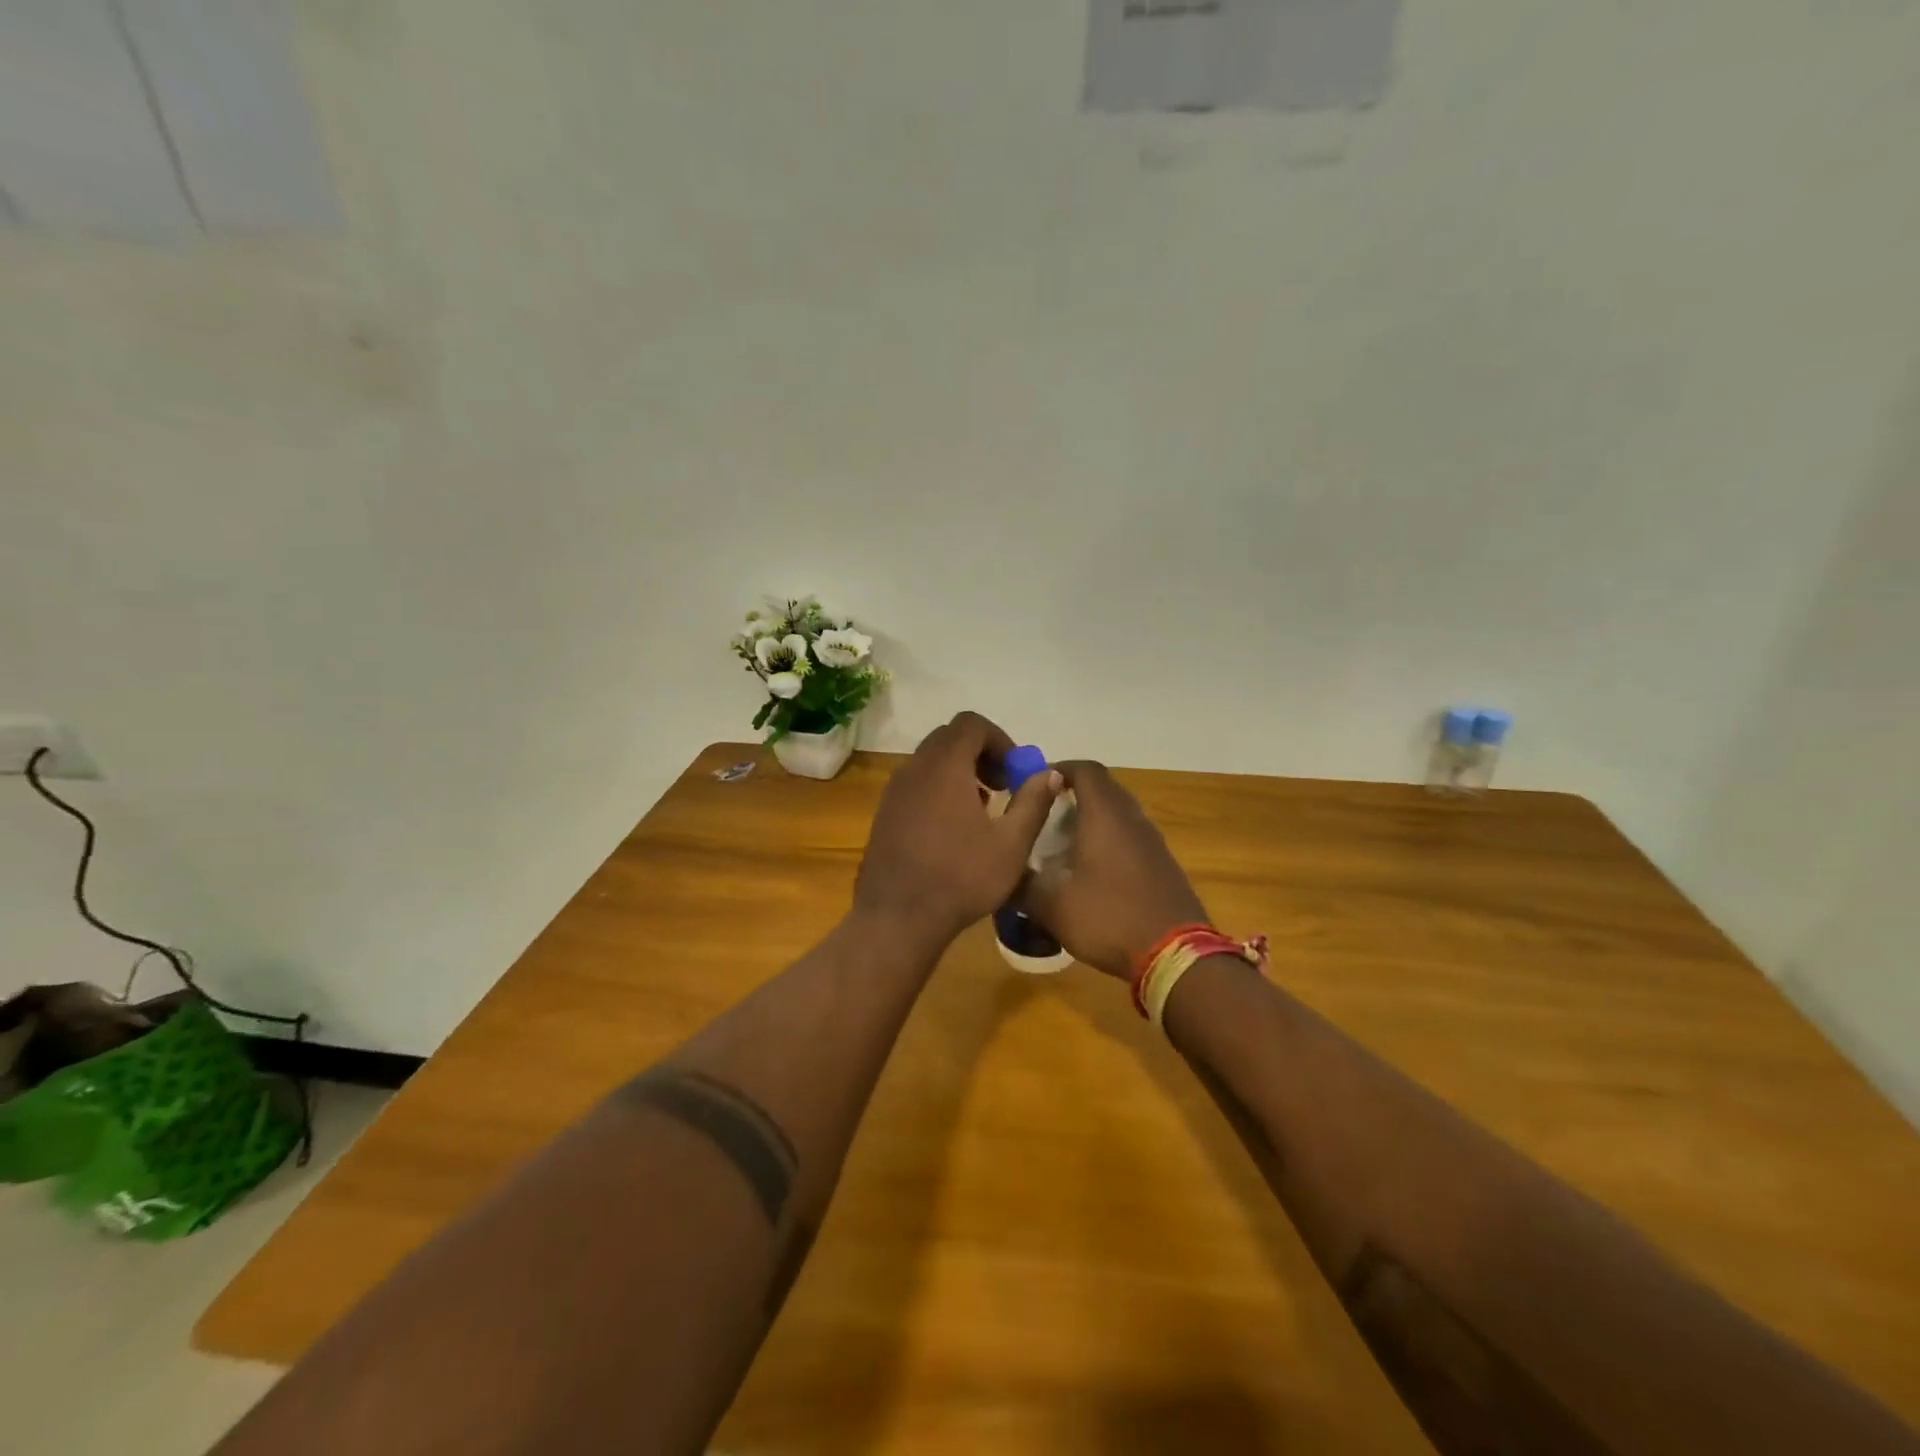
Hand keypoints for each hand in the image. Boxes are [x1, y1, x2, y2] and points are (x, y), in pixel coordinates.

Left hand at [854, 711, 1062, 947]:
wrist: (897, 917)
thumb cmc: (961, 878)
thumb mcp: (1011, 844)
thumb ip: (1033, 802)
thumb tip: (1050, 773)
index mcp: (944, 766)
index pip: (971, 724)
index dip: (999, 739)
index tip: (1015, 772)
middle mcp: (915, 768)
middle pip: (950, 738)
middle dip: (981, 753)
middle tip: (1002, 786)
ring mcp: (894, 790)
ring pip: (931, 761)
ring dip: (960, 771)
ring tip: (982, 809)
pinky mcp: (885, 812)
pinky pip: (916, 783)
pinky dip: (939, 789)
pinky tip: (954, 829)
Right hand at [1022, 760, 1208, 979]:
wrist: (1175, 954)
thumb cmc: (1109, 917)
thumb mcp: (1052, 906)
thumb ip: (1022, 885)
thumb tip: (1002, 876)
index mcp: (1105, 815)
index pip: (1085, 770)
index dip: (1059, 769)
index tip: (1035, 784)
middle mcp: (1132, 819)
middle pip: (1103, 789)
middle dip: (1072, 795)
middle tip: (1044, 815)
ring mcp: (1152, 842)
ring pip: (1118, 815)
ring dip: (1092, 821)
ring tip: (1063, 845)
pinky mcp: (1163, 866)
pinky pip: (1130, 839)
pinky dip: (1109, 843)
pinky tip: (1091, 874)